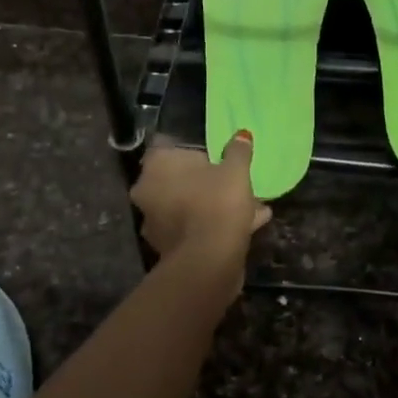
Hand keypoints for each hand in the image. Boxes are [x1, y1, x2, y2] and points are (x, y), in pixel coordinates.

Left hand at [131, 132, 270, 263]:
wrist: (208, 262)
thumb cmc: (217, 203)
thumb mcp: (236, 171)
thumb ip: (238, 151)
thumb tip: (241, 135)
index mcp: (157, 165)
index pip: (168, 146)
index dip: (192, 149)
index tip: (213, 154)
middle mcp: (147, 190)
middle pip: (179, 178)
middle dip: (207, 180)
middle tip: (233, 180)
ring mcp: (153, 220)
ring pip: (188, 204)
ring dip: (213, 204)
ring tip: (250, 206)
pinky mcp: (166, 246)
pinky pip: (193, 226)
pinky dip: (213, 224)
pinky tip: (246, 225)